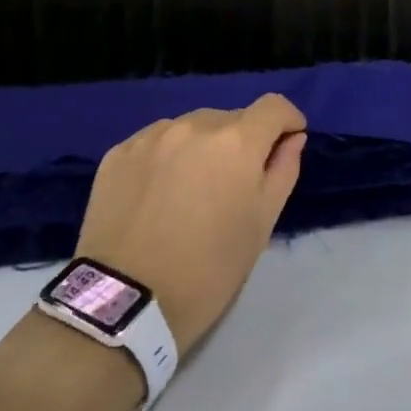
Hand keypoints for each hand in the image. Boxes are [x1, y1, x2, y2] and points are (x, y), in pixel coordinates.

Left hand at [75, 94, 306, 350]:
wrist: (123, 304)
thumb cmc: (208, 268)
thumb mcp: (261, 224)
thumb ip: (283, 171)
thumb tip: (292, 139)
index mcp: (237, 142)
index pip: (273, 106)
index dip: (287, 120)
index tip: (287, 142)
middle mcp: (195, 126)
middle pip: (232, 118)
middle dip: (242, 140)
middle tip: (233, 182)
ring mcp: (152, 137)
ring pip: (193, 127)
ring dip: (203, 146)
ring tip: (192, 188)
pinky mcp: (119, 153)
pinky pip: (157, 141)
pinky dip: (168, 156)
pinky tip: (159, 192)